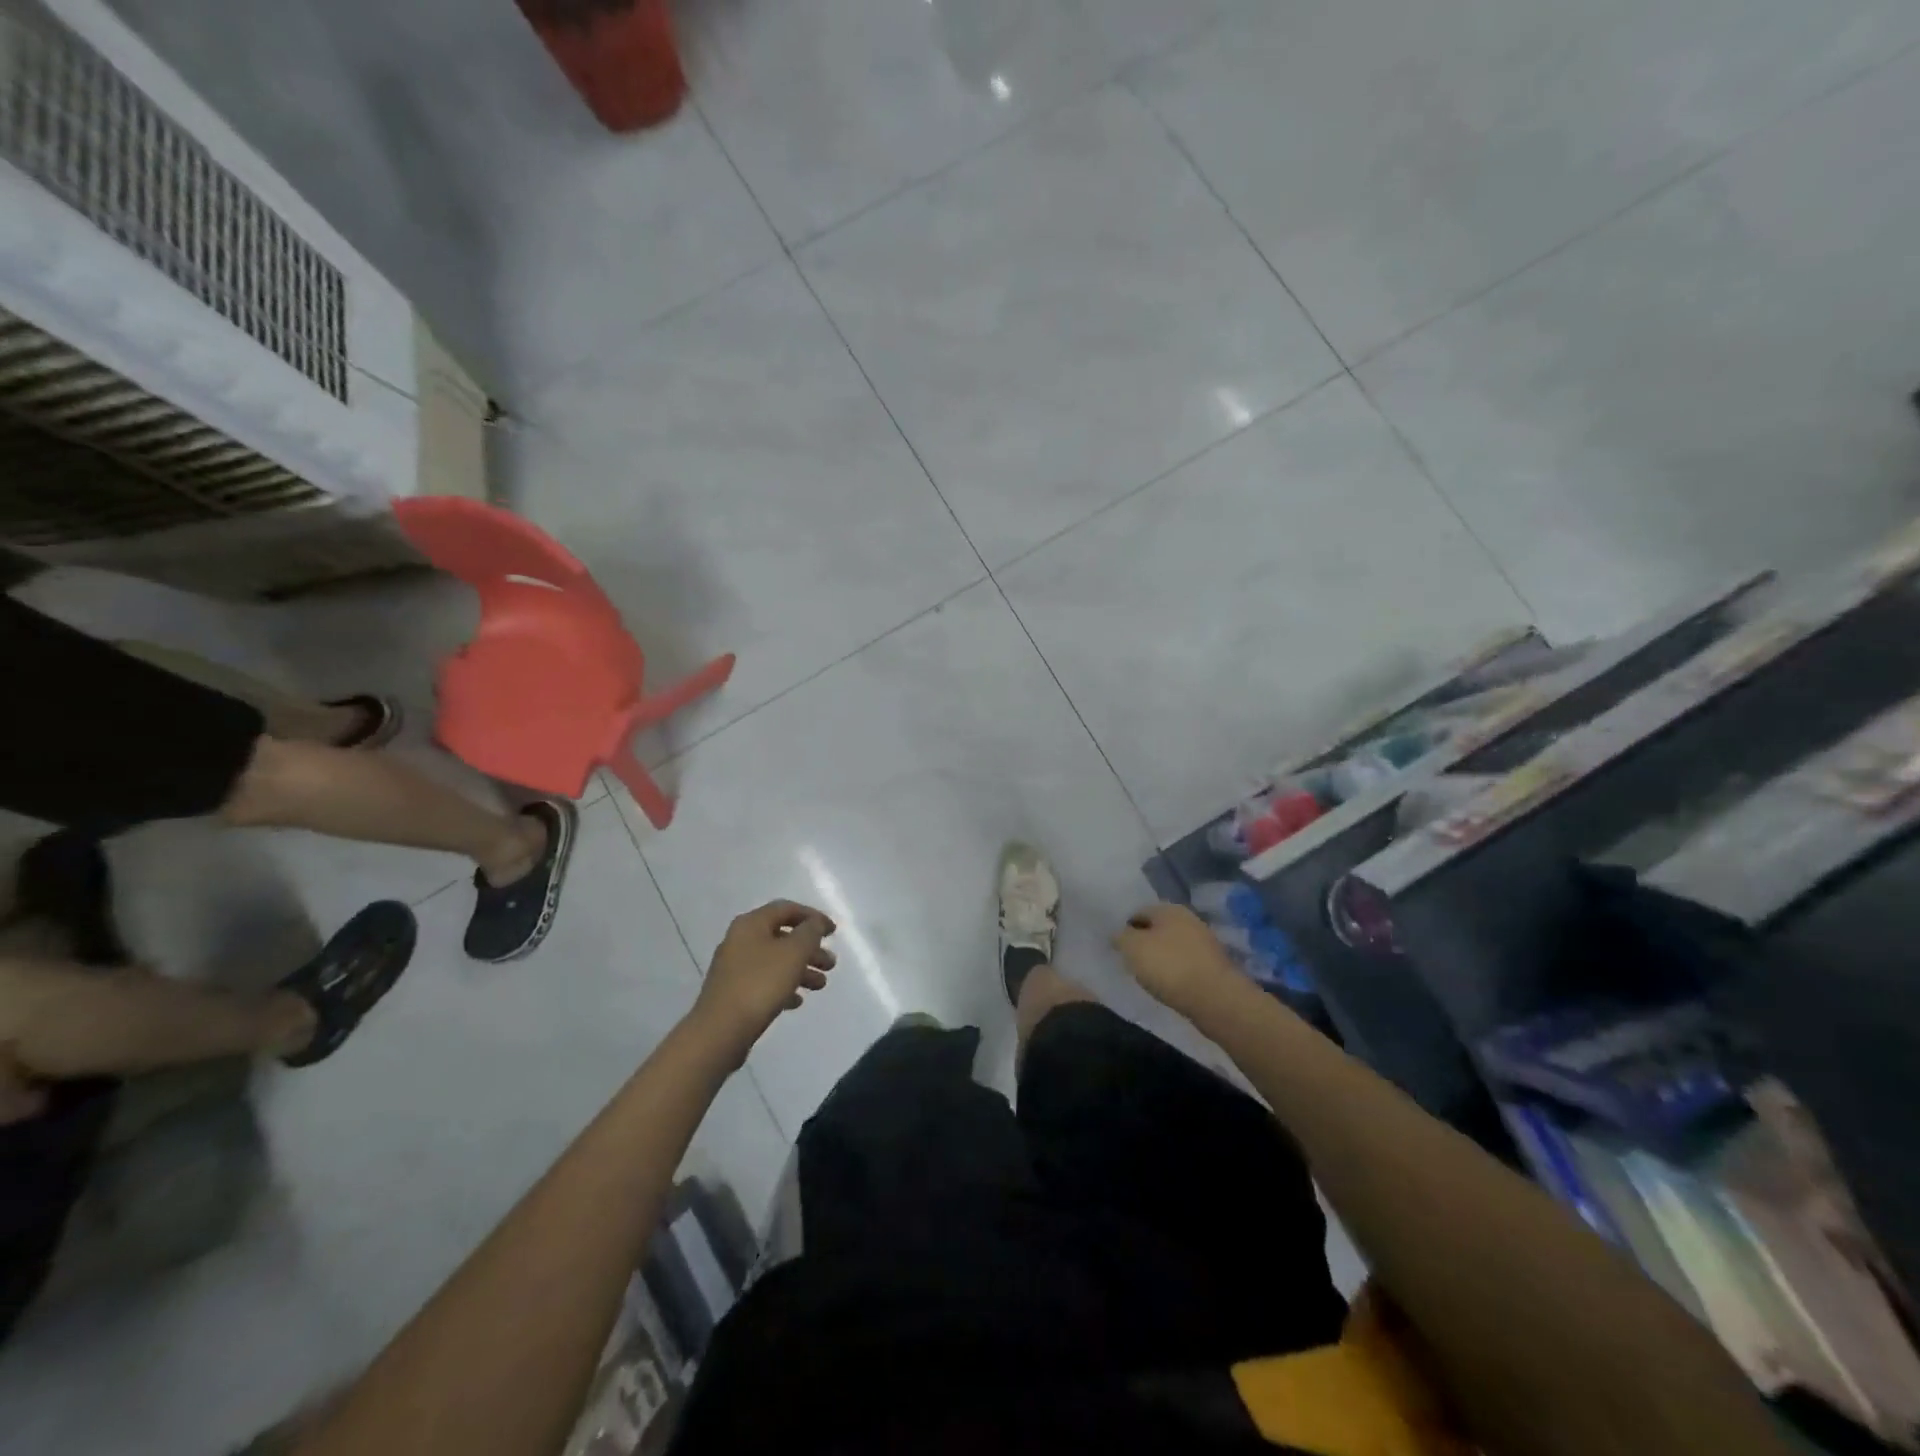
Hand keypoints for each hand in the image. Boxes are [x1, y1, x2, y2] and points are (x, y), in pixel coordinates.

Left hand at [692, 900, 836, 1053]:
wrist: (720, 1031)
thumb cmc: (760, 984)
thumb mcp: (794, 952)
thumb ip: (810, 932)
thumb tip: (814, 923)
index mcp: (751, 924)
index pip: (786, 909)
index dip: (812, 916)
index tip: (833, 932)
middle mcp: (739, 940)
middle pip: (782, 937)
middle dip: (810, 948)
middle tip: (831, 963)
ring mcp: (734, 968)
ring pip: (775, 961)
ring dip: (801, 969)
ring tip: (821, 985)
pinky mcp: (733, 993)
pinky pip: (764, 983)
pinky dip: (783, 987)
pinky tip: (797, 1001)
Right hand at [1113, 903, 1242, 1018]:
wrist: (1216, 999)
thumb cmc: (1169, 967)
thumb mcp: (1133, 948)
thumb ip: (1120, 937)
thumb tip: (1118, 934)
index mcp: (1168, 909)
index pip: (1138, 912)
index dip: (1124, 928)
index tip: (1117, 948)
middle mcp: (1188, 919)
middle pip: (1157, 929)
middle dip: (1143, 943)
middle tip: (1130, 962)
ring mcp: (1204, 942)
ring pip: (1172, 946)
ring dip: (1160, 958)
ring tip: (1148, 977)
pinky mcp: (1213, 965)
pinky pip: (1185, 964)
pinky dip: (1175, 972)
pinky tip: (1168, 985)